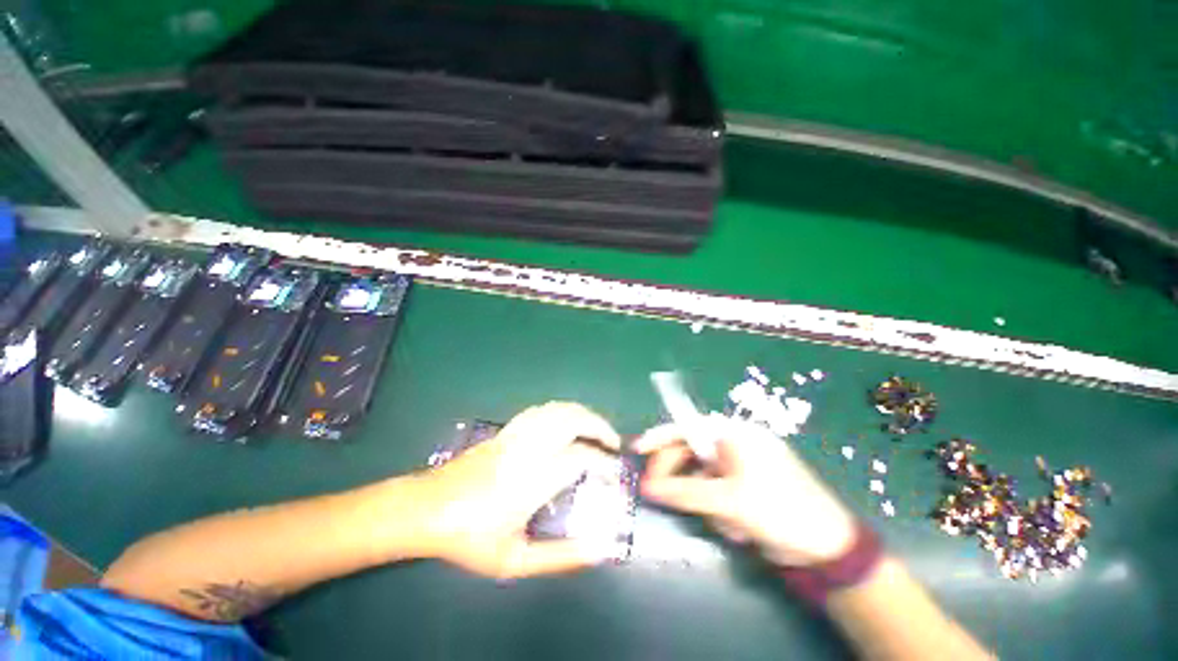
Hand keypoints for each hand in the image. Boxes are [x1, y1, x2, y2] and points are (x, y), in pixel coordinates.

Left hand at [418, 402, 621, 578]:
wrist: (426, 508)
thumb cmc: (468, 537)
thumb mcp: (513, 560)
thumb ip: (558, 558)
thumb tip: (598, 549)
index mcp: (533, 479)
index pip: (581, 458)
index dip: (604, 462)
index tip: (614, 472)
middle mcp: (529, 448)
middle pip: (573, 420)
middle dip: (599, 427)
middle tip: (612, 443)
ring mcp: (517, 434)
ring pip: (558, 410)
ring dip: (583, 414)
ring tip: (596, 430)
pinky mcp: (507, 430)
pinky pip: (541, 410)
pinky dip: (562, 410)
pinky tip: (566, 422)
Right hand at [636, 414, 856, 566]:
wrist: (827, 549)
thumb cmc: (779, 511)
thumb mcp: (727, 501)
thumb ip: (683, 492)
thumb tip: (647, 488)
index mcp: (735, 434)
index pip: (687, 427)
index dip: (660, 437)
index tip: (637, 449)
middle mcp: (735, 444)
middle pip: (691, 453)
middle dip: (680, 478)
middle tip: (658, 494)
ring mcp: (740, 466)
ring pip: (701, 478)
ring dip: (706, 502)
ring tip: (727, 524)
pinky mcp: (744, 487)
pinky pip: (715, 493)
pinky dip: (719, 510)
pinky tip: (738, 528)